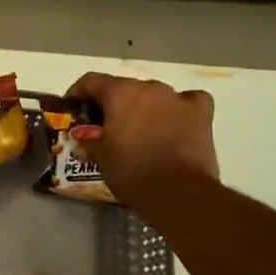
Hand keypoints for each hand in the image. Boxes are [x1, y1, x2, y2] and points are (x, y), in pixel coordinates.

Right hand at [66, 72, 219, 212]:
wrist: (179, 193)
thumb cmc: (132, 171)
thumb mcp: (100, 157)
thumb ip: (90, 141)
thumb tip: (85, 139)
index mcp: (119, 92)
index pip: (90, 81)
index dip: (78, 93)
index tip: (74, 110)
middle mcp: (148, 87)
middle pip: (124, 87)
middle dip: (112, 103)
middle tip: (105, 125)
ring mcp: (177, 99)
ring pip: (154, 94)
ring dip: (144, 107)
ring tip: (140, 130)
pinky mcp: (201, 115)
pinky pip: (190, 101)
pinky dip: (181, 108)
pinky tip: (177, 120)